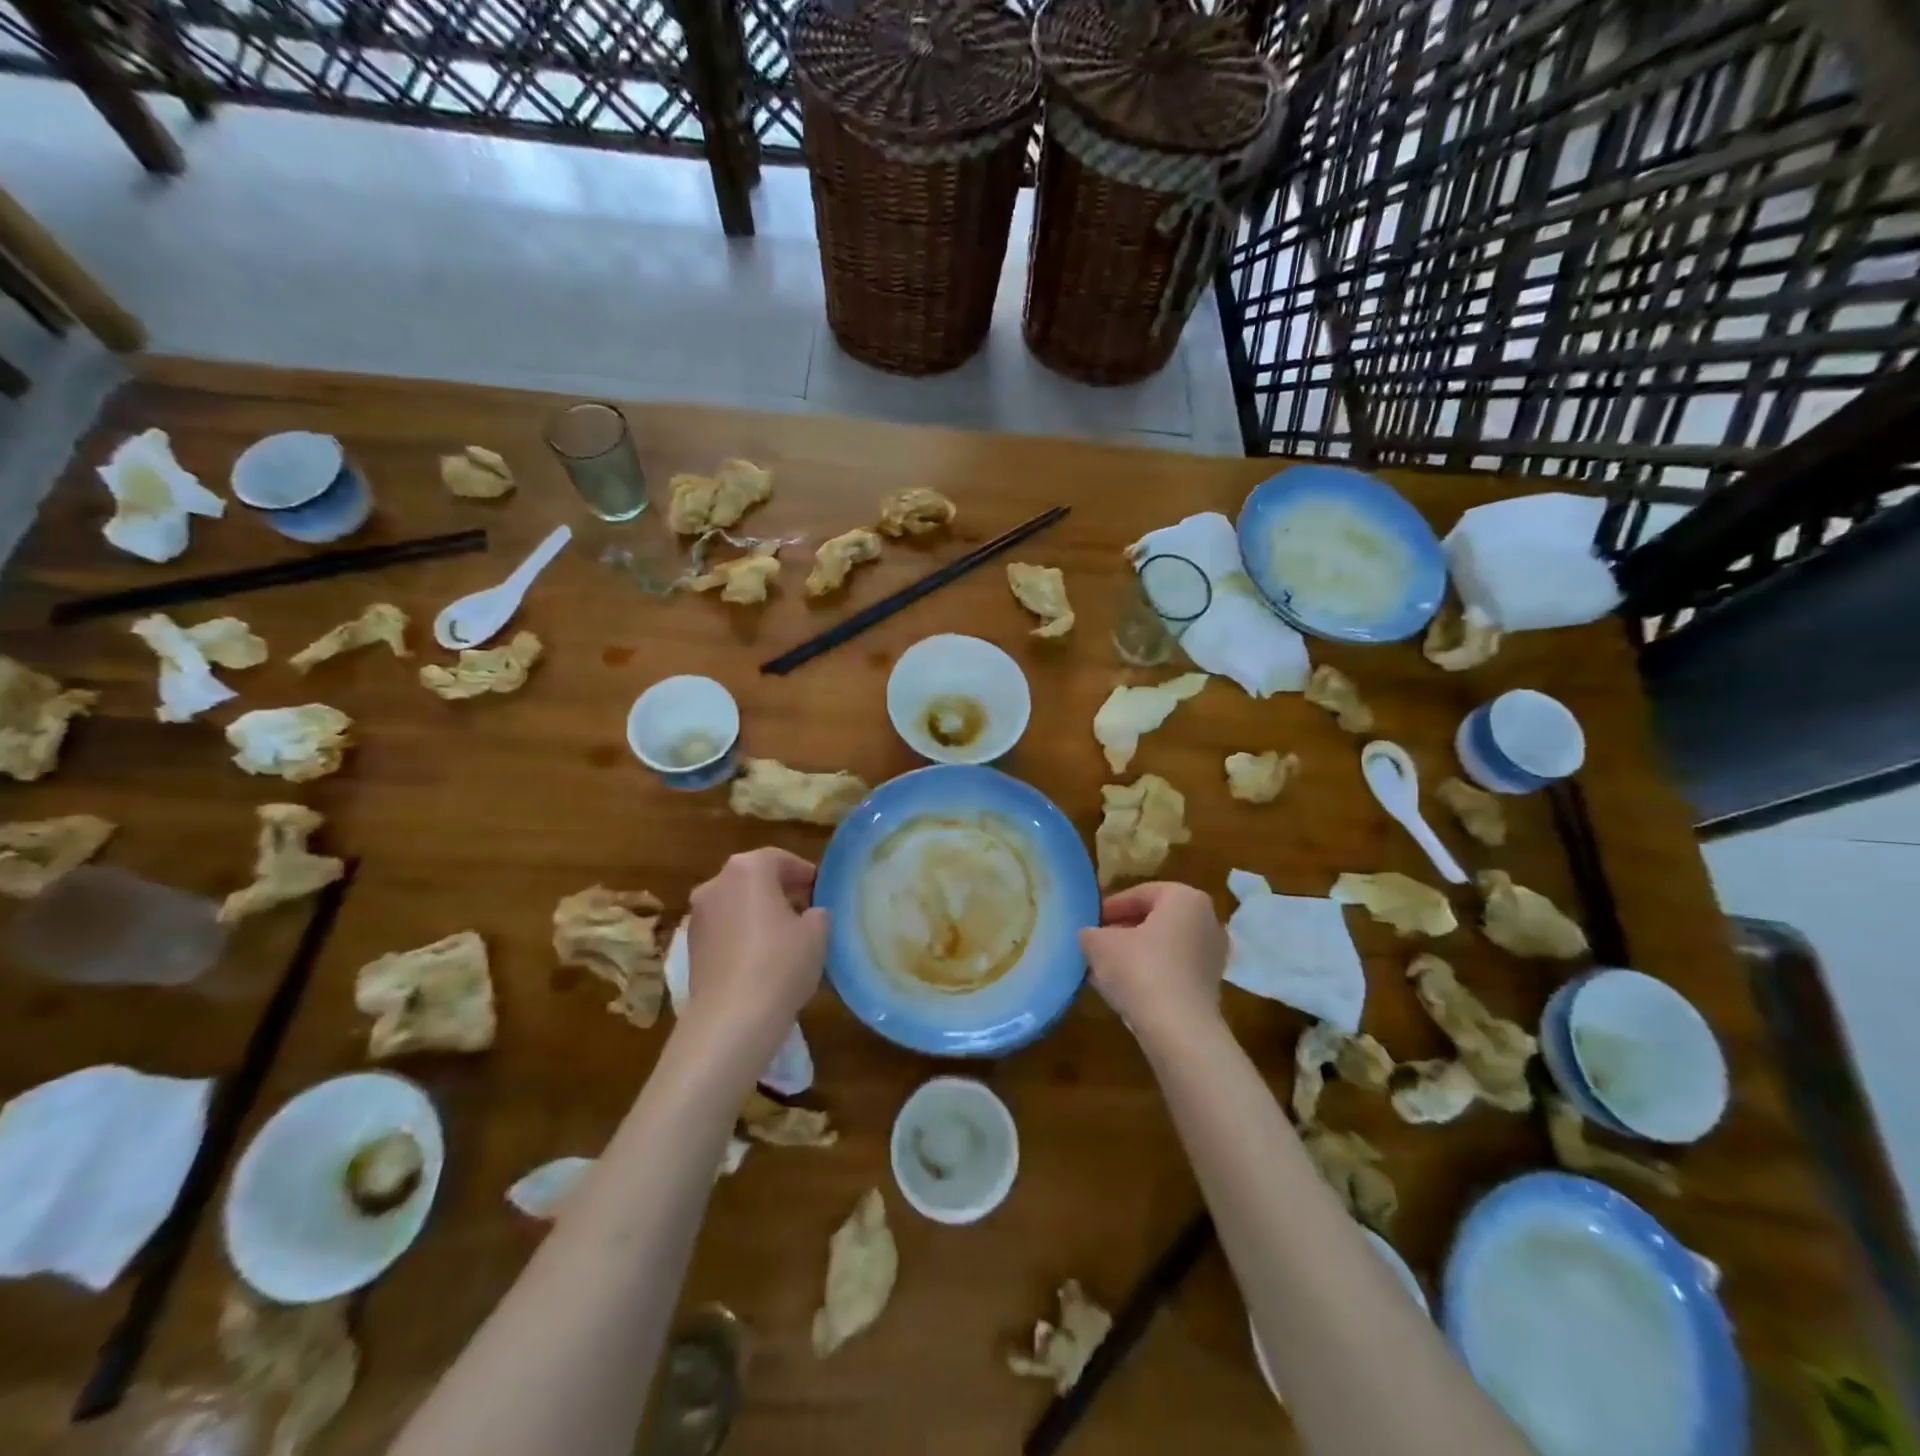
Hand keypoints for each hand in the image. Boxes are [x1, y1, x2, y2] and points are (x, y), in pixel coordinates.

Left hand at [685, 848, 828, 1041]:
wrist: (731, 1019)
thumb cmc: (780, 964)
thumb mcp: (817, 933)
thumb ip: (817, 913)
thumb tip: (810, 914)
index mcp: (747, 869)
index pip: (779, 859)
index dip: (803, 872)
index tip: (820, 890)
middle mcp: (716, 884)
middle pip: (753, 878)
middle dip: (779, 890)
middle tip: (806, 910)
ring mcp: (698, 916)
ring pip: (736, 904)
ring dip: (758, 913)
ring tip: (785, 937)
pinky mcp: (691, 947)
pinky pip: (724, 930)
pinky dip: (742, 935)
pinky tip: (762, 958)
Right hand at [1078, 881, 1227, 1036]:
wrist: (1178, 1030)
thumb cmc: (1139, 969)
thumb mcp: (1099, 944)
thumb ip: (1090, 932)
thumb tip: (1089, 936)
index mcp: (1185, 898)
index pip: (1140, 894)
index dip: (1110, 907)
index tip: (1090, 921)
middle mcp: (1208, 920)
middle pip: (1155, 919)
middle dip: (1123, 930)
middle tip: (1096, 942)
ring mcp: (1213, 955)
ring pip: (1164, 946)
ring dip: (1135, 953)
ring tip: (1105, 967)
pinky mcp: (1211, 986)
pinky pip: (1174, 970)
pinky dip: (1150, 973)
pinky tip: (1125, 989)